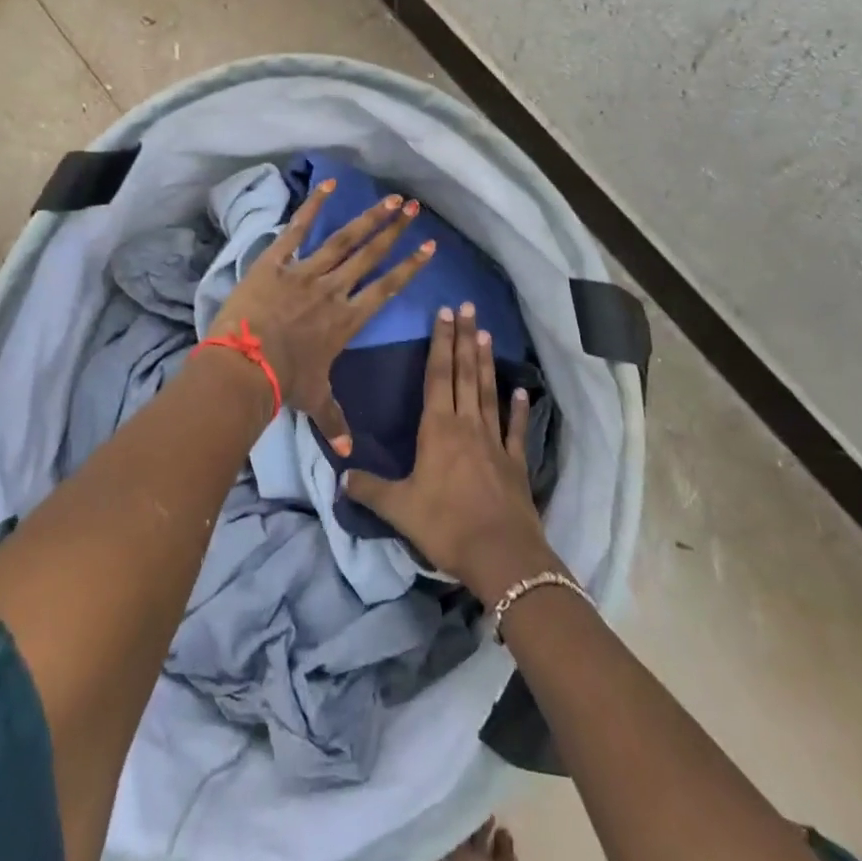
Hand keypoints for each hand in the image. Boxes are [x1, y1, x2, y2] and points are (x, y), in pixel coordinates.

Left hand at [207, 180, 435, 449]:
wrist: (244, 367)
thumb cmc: (283, 384)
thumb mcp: (313, 400)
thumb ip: (334, 420)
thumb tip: (349, 454)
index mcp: (347, 320)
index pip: (387, 289)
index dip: (409, 267)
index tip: (429, 248)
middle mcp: (334, 290)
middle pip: (371, 256)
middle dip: (395, 231)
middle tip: (414, 208)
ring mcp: (305, 272)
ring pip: (344, 239)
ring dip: (369, 217)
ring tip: (389, 198)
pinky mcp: (276, 262)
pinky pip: (298, 229)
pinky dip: (313, 206)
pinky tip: (329, 185)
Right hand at [341, 304, 559, 597]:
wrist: (501, 554)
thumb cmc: (446, 525)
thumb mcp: (399, 508)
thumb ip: (370, 489)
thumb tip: (341, 476)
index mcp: (438, 429)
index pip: (437, 376)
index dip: (439, 343)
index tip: (443, 313)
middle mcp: (467, 425)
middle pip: (464, 374)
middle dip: (463, 338)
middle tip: (468, 306)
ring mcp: (494, 441)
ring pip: (488, 392)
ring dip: (486, 362)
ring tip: (485, 332)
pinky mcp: (515, 462)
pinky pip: (515, 428)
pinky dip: (518, 408)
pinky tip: (520, 389)